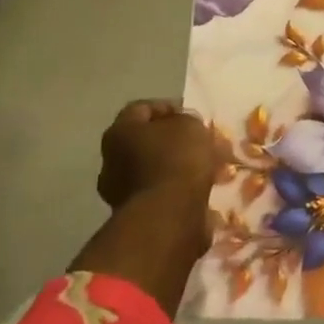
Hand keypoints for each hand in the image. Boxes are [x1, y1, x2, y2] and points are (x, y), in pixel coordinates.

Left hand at [98, 100, 222, 213]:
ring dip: (180, 167)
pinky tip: (203, 189)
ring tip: (211, 168)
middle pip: (147, 142)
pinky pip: (162, 194)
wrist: (168, 216)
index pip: (141, 109)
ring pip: (156, 169)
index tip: (192, 115)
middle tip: (202, 142)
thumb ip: (186, 120)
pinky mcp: (136, 216)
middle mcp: (112, 161)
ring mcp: (121, 192)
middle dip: (176, 141)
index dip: (169, 107)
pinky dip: (180, 190)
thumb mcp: (189, 125)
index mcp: (119, 132)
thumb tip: (184, 129)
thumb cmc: (176, 159)